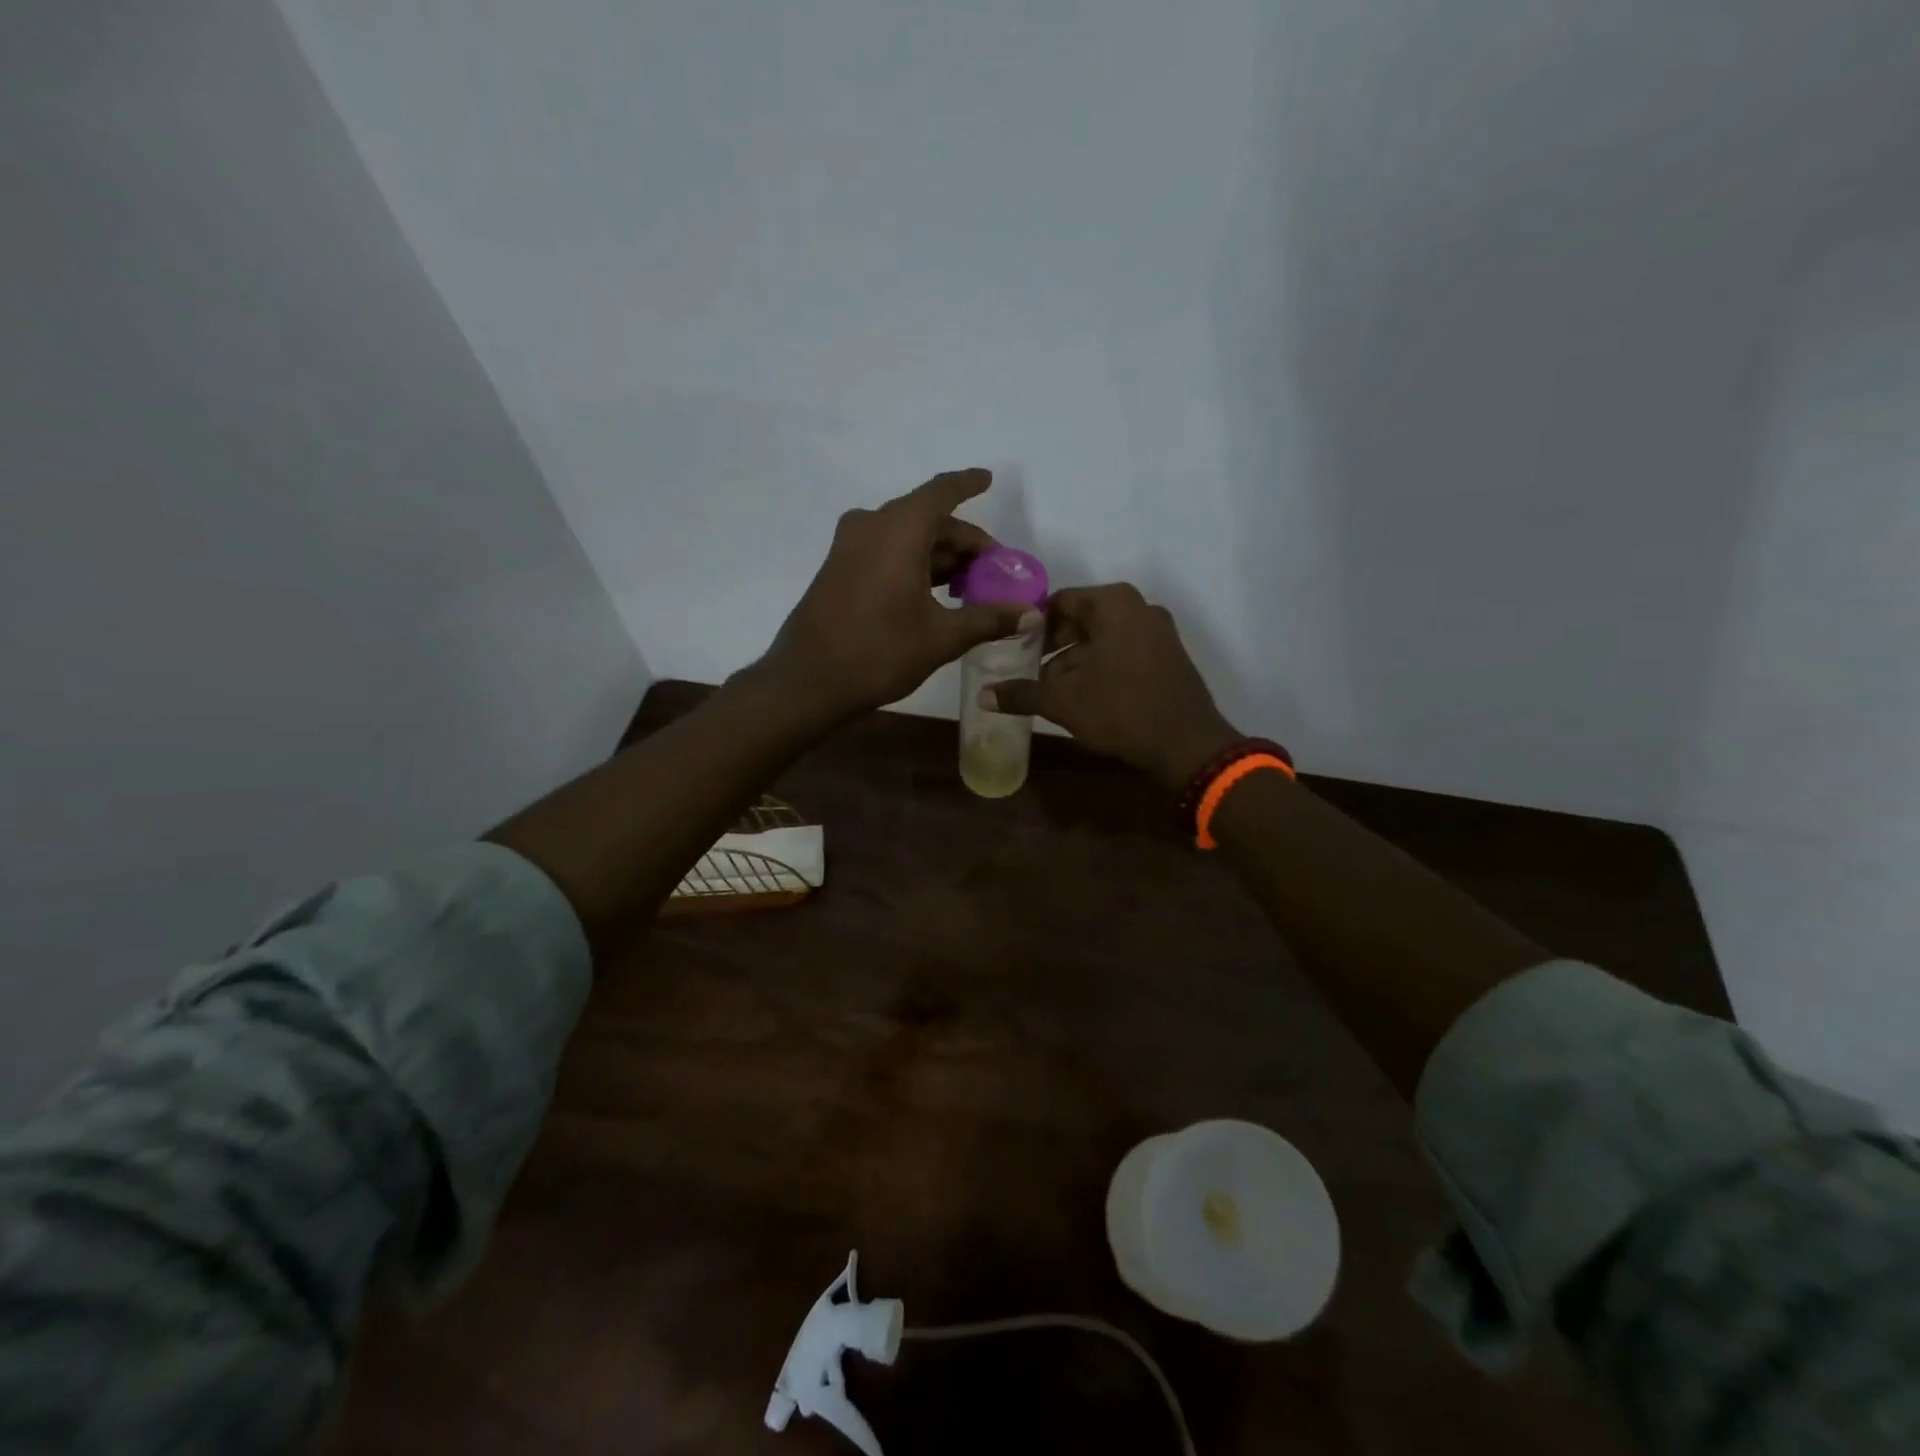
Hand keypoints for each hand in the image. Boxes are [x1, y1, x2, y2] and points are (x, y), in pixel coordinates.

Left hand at [757, 469, 1038, 717]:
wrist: (808, 680)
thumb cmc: (879, 652)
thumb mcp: (941, 637)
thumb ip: (988, 619)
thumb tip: (1031, 614)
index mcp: (899, 529)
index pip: (942, 492)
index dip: (968, 484)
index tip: (988, 479)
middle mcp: (872, 525)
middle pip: (927, 518)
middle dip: (962, 540)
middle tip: (992, 568)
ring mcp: (849, 546)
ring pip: (905, 536)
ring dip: (939, 555)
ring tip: (969, 585)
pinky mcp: (838, 568)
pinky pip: (885, 550)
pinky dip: (913, 562)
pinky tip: (934, 592)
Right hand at [984, 584, 1242, 789]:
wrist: (1186, 744)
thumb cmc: (1120, 710)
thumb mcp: (1063, 702)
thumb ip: (1021, 693)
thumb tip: (983, 696)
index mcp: (1113, 604)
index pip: (1060, 602)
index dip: (1032, 624)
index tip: (1012, 647)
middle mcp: (1139, 607)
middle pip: (1083, 618)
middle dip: (1053, 644)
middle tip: (1027, 669)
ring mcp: (1159, 631)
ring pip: (1104, 638)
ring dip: (1075, 659)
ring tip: (1051, 688)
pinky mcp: (1170, 656)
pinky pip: (1125, 651)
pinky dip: (1102, 666)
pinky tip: (1084, 695)